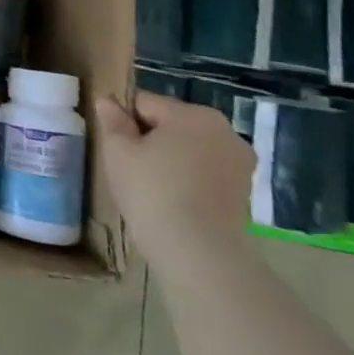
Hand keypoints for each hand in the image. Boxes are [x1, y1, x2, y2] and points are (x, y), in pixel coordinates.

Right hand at [95, 92, 252, 271]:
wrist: (200, 253)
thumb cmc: (152, 192)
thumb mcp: (118, 151)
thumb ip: (112, 120)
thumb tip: (108, 101)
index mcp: (192, 114)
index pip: (144, 103)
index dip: (124, 123)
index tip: (116, 149)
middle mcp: (224, 130)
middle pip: (171, 124)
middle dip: (151, 140)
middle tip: (132, 169)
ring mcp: (240, 162)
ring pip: (191, 148)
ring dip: (172, 159)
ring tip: (154, 188)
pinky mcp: (245, 190)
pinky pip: (207, 172)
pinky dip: (190, 179)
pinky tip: (176, 201)